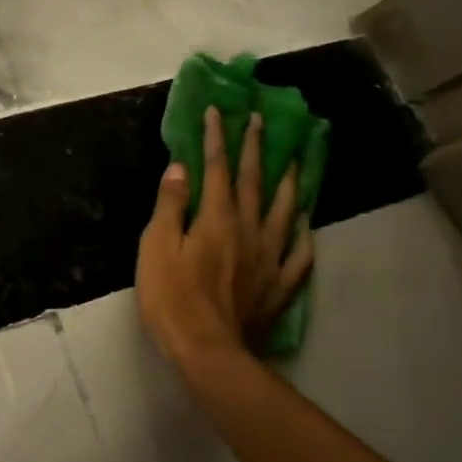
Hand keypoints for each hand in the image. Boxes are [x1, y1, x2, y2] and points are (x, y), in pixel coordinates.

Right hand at [137, 107, 313, 367]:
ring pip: (283, 211)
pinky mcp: (278, 286)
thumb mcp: (156, 247)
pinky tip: (304, 226)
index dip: (217, 138)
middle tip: (262, 120)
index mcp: (216, 218)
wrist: (208, 350)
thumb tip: (180, 168)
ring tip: (295, 161)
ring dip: (288, 182)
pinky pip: (298, 256)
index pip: (218, 169)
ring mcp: (269, 258)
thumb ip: (170, 206)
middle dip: (256, 149)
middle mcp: (249, 230)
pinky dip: (302, 237)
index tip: (219, 111)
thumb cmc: (172, 297)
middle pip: (254, 182)